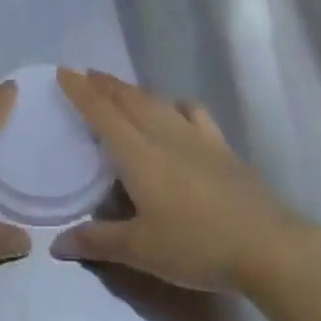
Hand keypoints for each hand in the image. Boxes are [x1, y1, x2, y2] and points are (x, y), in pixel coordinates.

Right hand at [52, 69, 311, 292]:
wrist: (264, 244)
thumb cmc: (195, 245)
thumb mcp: (140, 250)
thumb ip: (97, 241)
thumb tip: (56, 243)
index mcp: (137, 153)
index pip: (102, 112)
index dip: (81, 91)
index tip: (64, 71)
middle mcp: (162, 133)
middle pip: (128, 99)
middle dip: (104, 85)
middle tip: (86, 75)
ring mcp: (195, 136)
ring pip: (156, 101)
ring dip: (133, 91)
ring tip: (120, 89)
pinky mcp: (220, 145)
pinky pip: (192, 112)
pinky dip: (175, 104)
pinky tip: (176, 109)